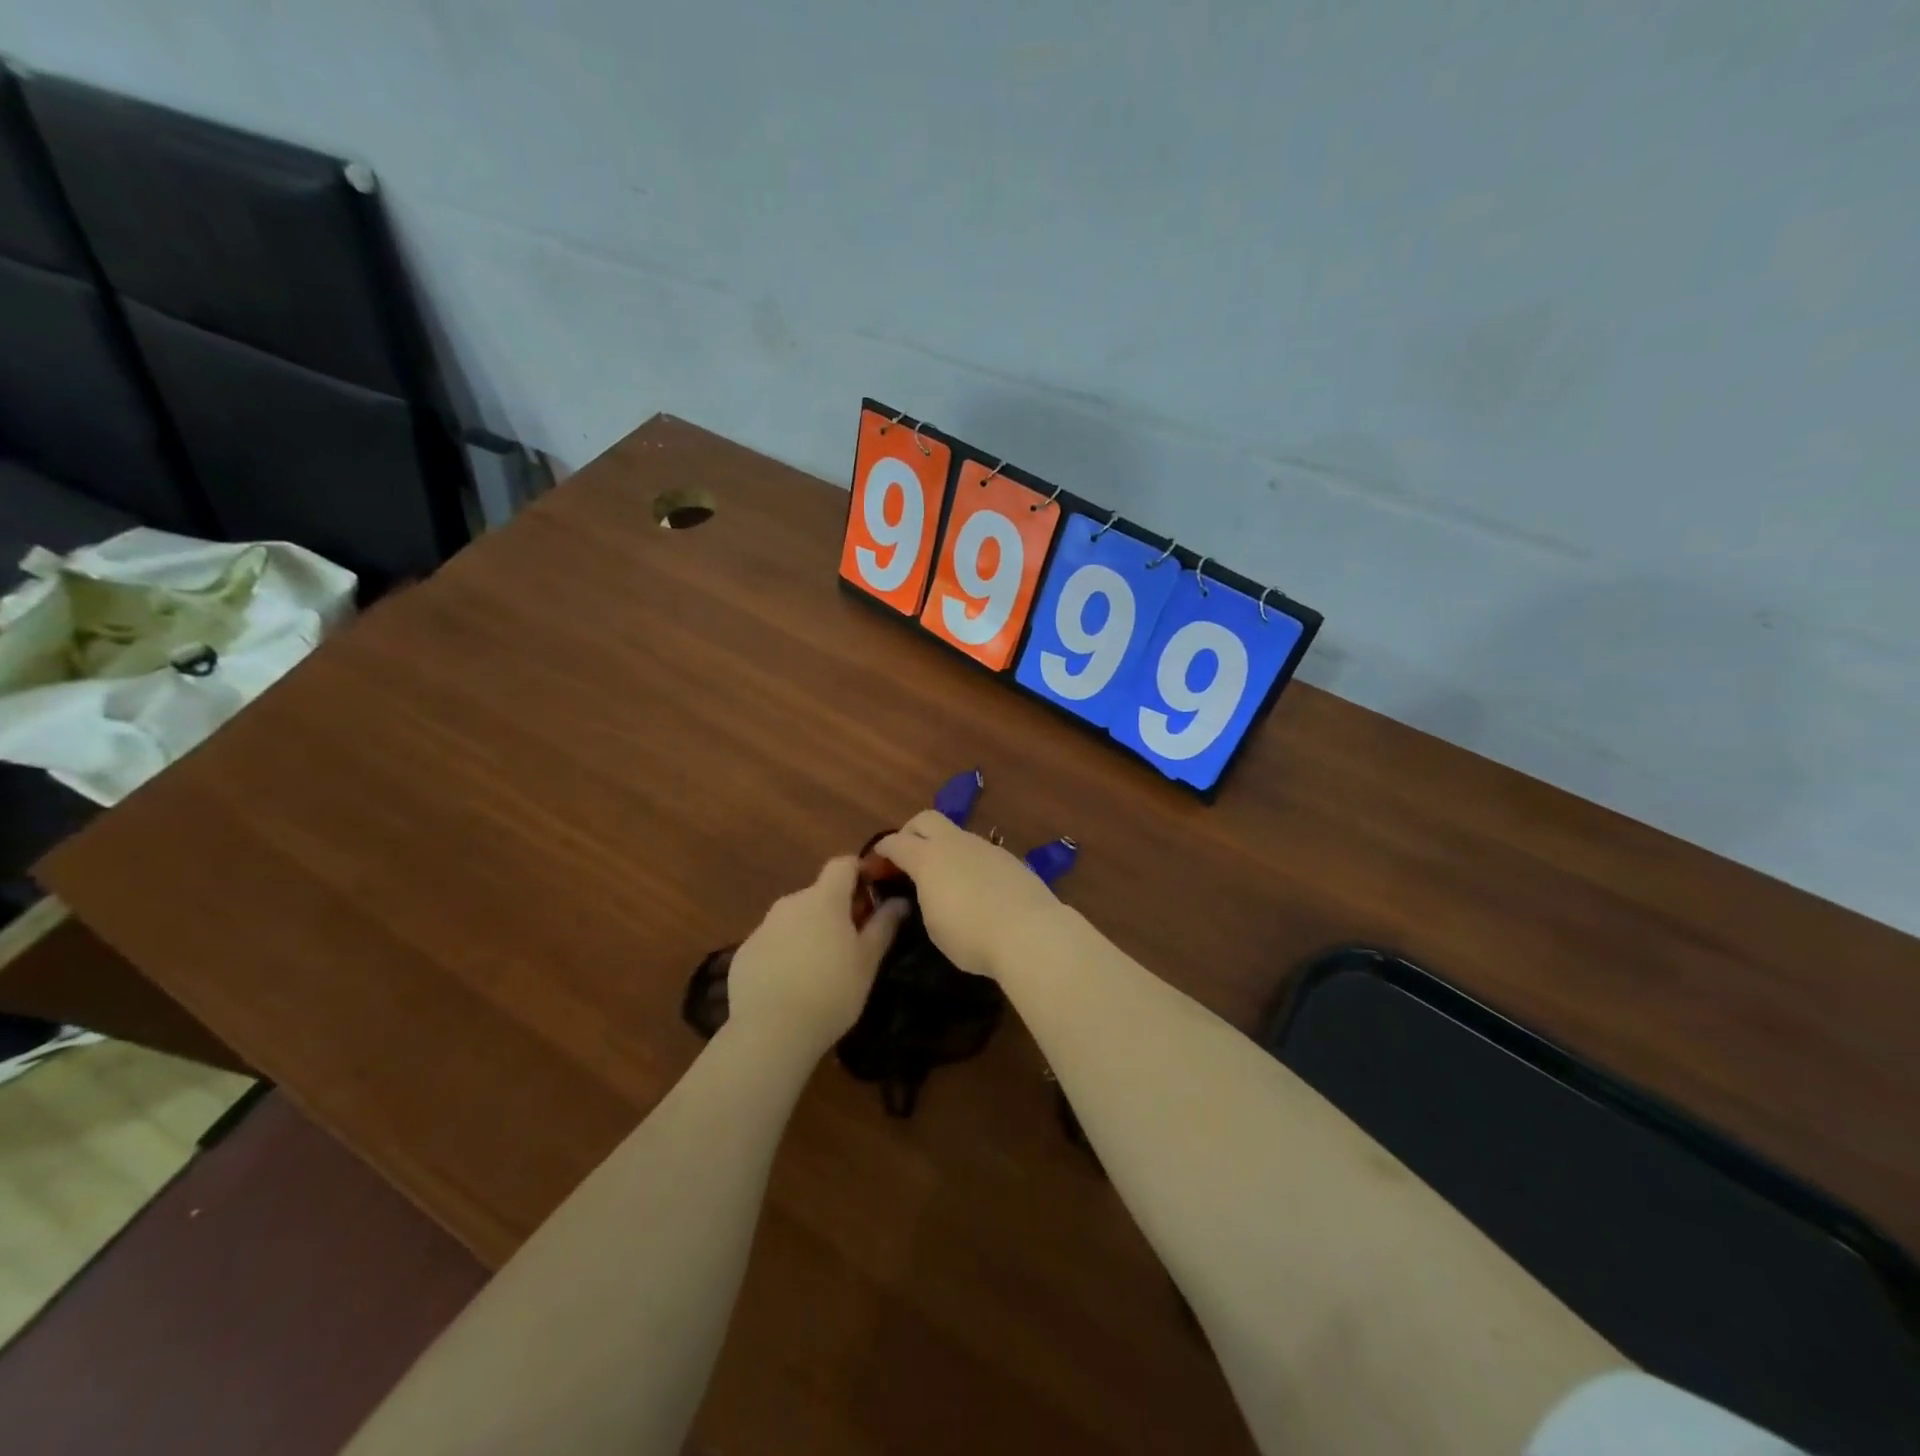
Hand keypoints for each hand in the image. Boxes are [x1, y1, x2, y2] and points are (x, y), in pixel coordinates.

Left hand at [725, 857, 907, 1056]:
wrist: (770, 1032)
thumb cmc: (831, 992)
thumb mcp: (868, 961)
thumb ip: (884, 925)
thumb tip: (899, 901)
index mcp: (824, 899)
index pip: (843, 864)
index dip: (859, 873)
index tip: (872, 897)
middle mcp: (791, 903)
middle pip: (819, 894)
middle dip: (836, 910)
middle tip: (851, 944)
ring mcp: (763, 927)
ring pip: (795, 919)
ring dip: (810, 932)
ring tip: (820, 969)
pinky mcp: (744, 952)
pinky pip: (773, 942)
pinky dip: (785, 953)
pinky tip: (791, 985)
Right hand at [875, 810, 1064, 980]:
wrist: (1030, 932)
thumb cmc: (970, 935)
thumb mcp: (933, 925)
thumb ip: (925, 898)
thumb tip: (930, 890)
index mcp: (928, 857)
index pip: (895, 842)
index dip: (881, 850)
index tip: (875, 863)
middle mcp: (955, 843)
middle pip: (925, 819)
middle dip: (911, 832)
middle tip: (907, 857)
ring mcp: (985, 847)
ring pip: (956, 834)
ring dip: (943, 848)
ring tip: (944, 877)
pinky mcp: (1009, 858)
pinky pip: (979, 852)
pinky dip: (968, 862)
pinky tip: (975, 887)